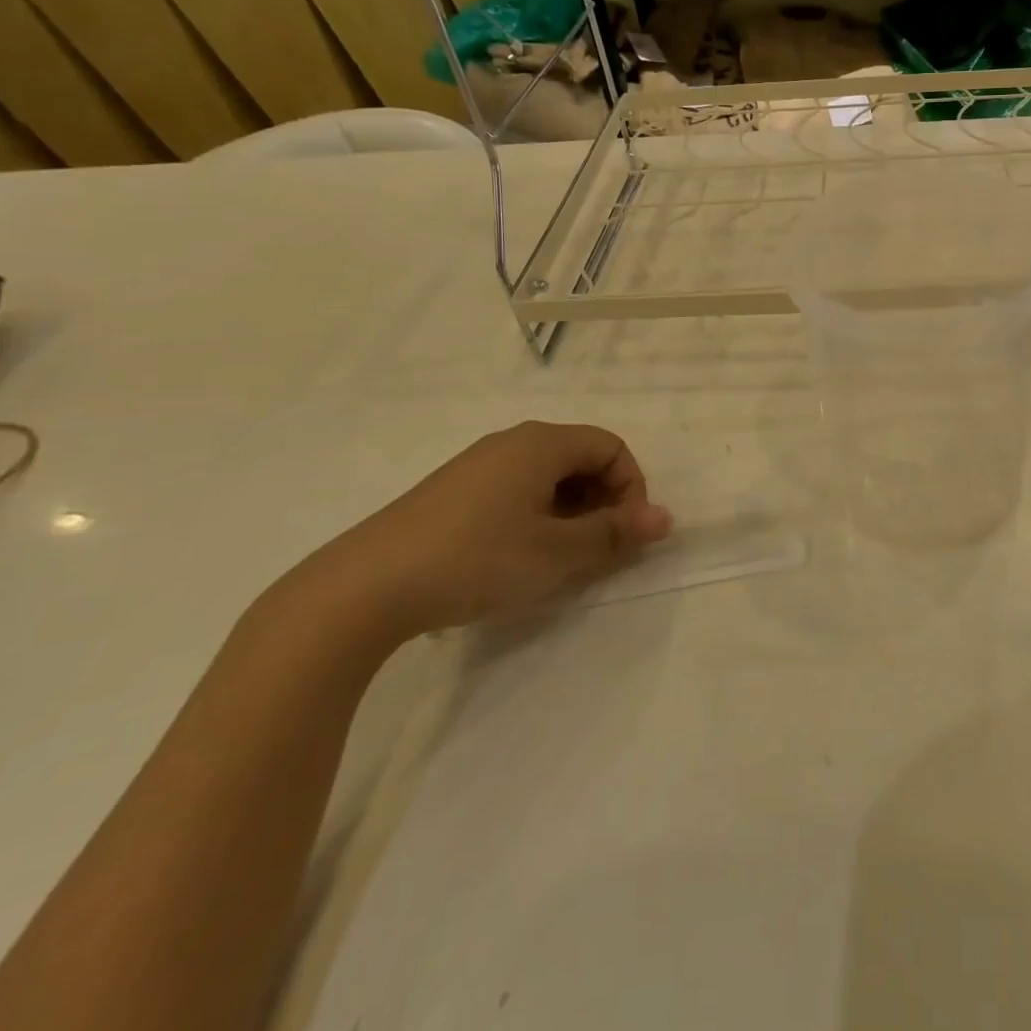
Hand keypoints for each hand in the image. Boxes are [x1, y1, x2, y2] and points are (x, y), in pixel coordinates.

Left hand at [301, 422, 672, 646]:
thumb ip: (615, 533)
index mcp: (542, 443)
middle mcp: (512, 442)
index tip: (624, 534)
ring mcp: (477, 465)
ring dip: (570, 512)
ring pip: (547, 477)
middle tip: (596, 550)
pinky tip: (517, 557)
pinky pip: (515, 491)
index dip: (631, 488)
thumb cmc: (477, 559)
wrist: (364, 588)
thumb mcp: (558, 552)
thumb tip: (665, 518)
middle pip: (580, 458)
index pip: (611, 447)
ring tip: (559, 558)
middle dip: (602, 501)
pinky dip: (536, 517)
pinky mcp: (452, 492)